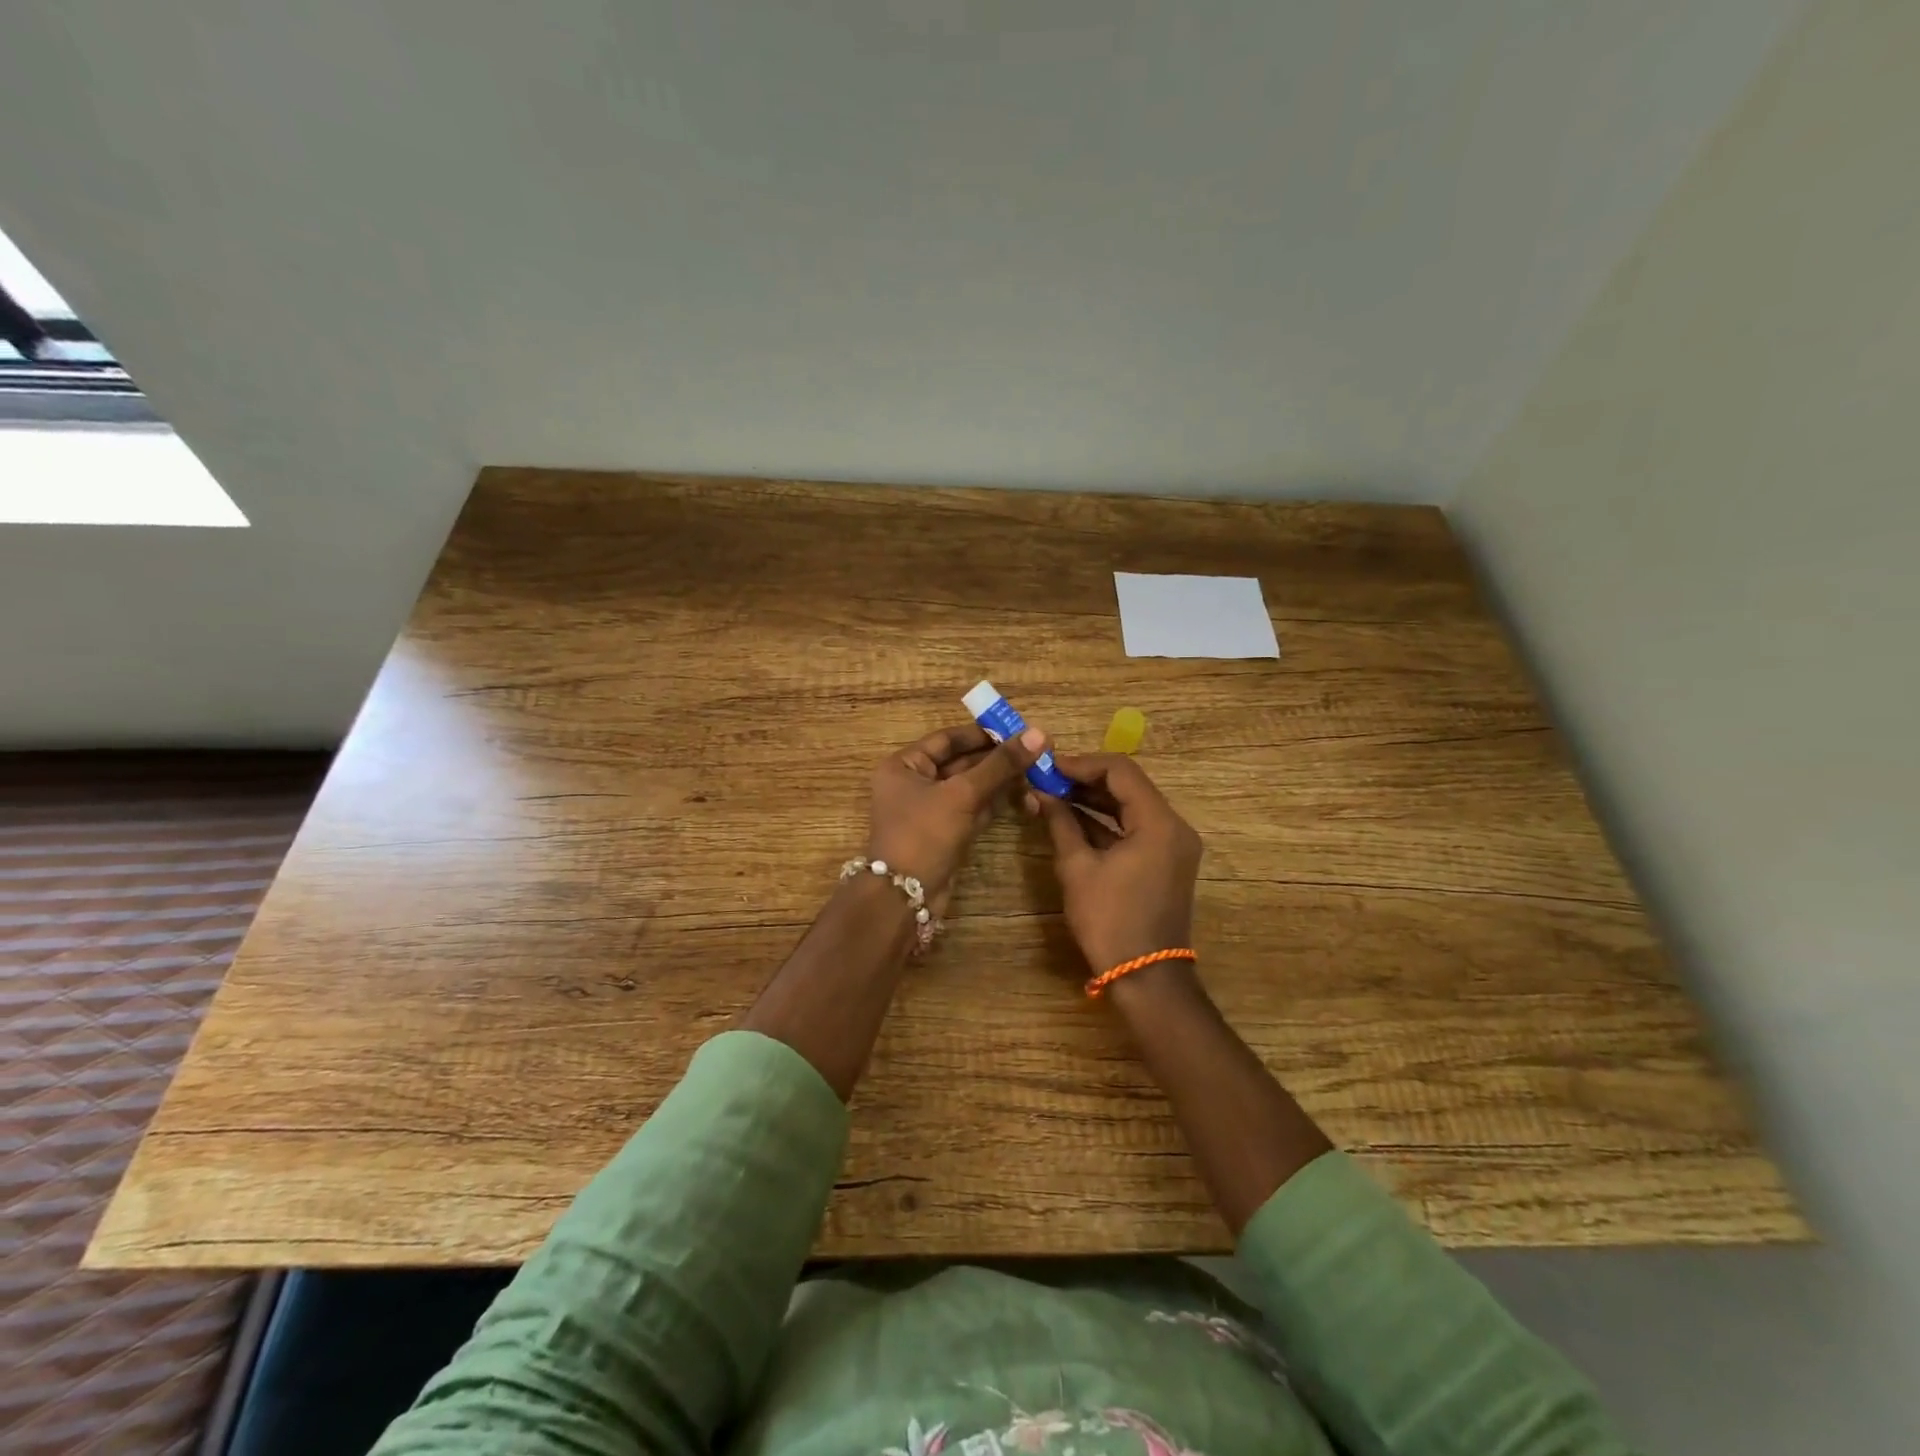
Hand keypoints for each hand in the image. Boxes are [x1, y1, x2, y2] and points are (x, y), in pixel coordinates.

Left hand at [867, 722, 1044, 908]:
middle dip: (996, 758)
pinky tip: (1023, 794)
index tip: (1017, 730)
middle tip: (1036, 750)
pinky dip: (994, 802)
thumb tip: (1038, 734)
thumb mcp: (962, 794)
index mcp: (904, 765)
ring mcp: (930, 811)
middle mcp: (914, 784)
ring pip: (969, 787)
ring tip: (1037, 770)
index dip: (982, 733)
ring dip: (1000, 780)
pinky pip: (972, 809)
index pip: (947, 739)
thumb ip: (1000, 765)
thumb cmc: (924, 834)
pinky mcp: (945, 834)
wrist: (904, 898)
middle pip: (960, 762)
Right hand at [1028, 754, 1203, 972]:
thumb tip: (1040, 793)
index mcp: (1159, 822)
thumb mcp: (1077, 867)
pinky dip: (1107, 821)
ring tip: (1054, 795)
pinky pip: (1136, 827)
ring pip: (1132, 805)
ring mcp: (1174, 844)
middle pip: (1129, 785)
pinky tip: (1073, 819)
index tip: (1048, 767)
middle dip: (1086, 780)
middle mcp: (1174, 826)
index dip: (1081, 764)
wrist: (1145, 977)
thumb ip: (1060, 822)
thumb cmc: (1109, 920)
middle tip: (1047, 780)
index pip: (1120, 771)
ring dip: (1095, 799)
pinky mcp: (1167, 860)